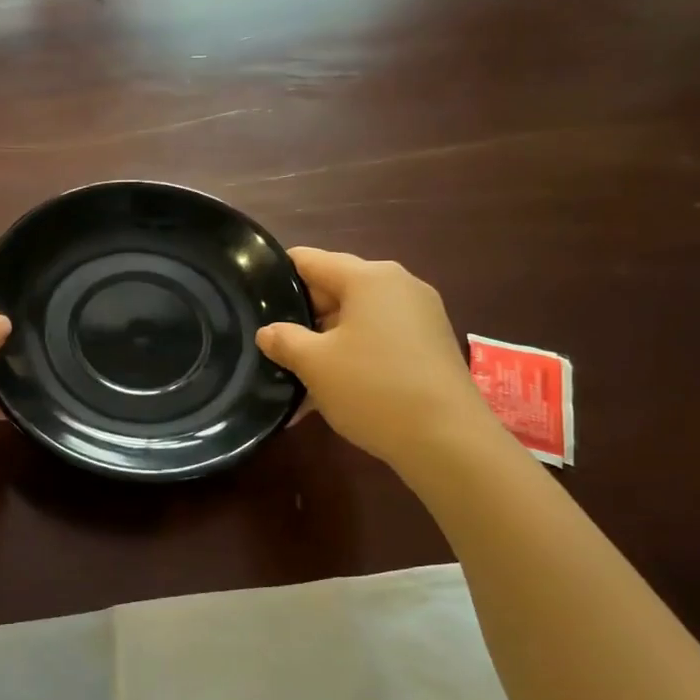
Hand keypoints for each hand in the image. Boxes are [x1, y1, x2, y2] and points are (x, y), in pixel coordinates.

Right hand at [256, 248, 499, 470]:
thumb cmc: (373, 388)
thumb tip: (268, 332)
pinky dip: (352, 357)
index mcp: (369, 277)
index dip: (277, 274)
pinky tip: (330, 389)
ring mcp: (420, 316)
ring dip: (325, 342)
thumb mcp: (315, 364)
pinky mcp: (430, 345)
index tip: (251, 296)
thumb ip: (284, 340)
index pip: (310, 259)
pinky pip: (378, 340)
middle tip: (270, 342)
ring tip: (294, 372)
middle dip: (302, 315)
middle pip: (335, 288)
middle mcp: (398, 286)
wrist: (447, 440)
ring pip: (356, 319)